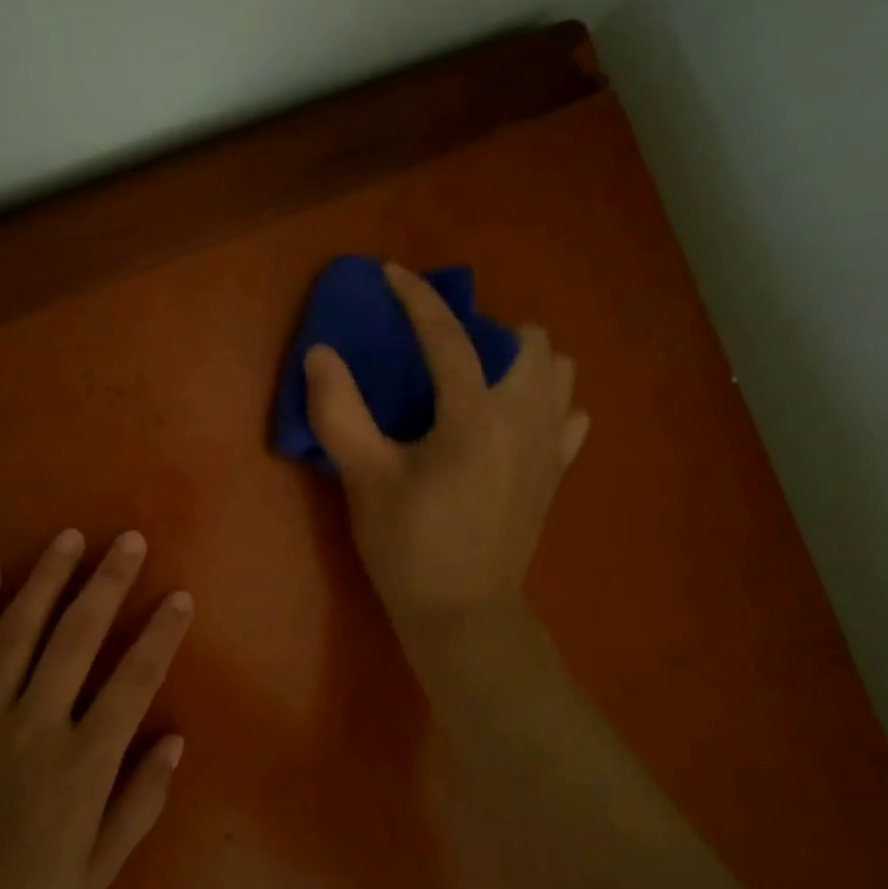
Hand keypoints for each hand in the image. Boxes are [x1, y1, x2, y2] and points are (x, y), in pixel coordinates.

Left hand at [0, 529, 192, 888]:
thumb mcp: (99, 869)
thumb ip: (142, 800)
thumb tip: (176, 738)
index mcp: (83, 764)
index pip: (135, 679)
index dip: (161, 632)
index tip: (179, 596)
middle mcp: (34, 726)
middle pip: (78, 636)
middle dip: (108, 582)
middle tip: (128, 541)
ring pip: (17, 630)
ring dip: (46, 578)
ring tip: (68, 538)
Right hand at [303, 263, 587, 643]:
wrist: (462, 615)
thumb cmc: (408, 547)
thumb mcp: (363, 478)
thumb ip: (339, 411)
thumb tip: (320, 354)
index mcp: (475, 415)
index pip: (447, 335)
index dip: (416, 297)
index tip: (392, 273)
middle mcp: (525, 418)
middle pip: (530, 340)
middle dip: (486, 331)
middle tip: (441, 355)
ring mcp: (550, 446)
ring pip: (559, 372)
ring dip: (521, 363)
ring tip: (478, 384)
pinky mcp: (557, 473)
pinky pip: (568, 415)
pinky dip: (544, 404)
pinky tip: (510, 423)